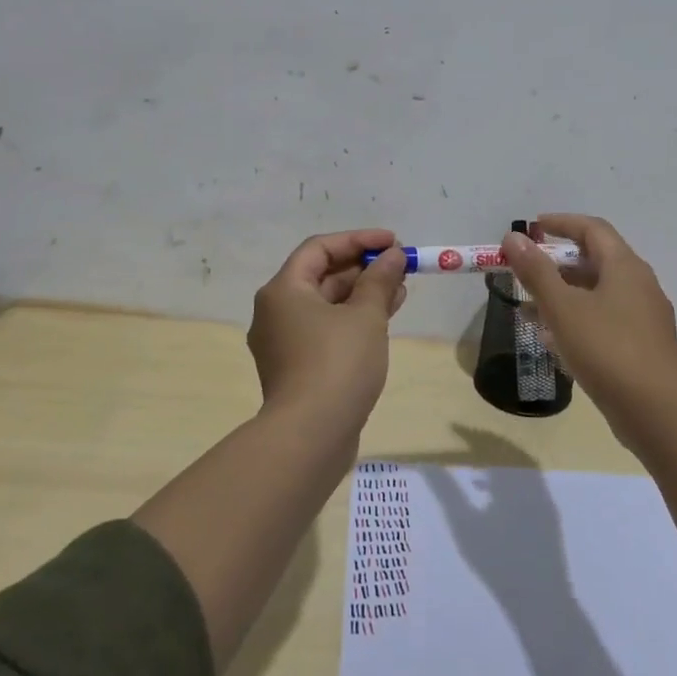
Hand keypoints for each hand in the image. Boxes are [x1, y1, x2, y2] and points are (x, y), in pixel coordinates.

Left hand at [247, 228, 408, 428]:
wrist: (310, 436)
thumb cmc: (337, 364)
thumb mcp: (365, 316)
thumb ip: (380, 280)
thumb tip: (393, 256)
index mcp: (283, 291)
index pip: (320, 248)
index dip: (358, 240)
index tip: (393, 242)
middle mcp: (276, 312)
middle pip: (321, 276)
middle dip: (363, 269)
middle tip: (400, 267)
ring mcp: (284, 342)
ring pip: (326, 305)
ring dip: (363, 294)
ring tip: (400, 291)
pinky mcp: (296, 368)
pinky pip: (326, 330)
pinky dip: (353, 320)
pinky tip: (384, 319)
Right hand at [502, 214, 676, 418]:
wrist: (656, 411)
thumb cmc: (606, 349)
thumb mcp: (563, 308)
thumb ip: (536, 271)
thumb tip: (514, 237)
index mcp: (625, 267)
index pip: (592, 229)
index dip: (561, 223)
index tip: (533, 228)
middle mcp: (639, 285)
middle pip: (595, 260)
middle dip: (557, 263)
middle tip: (525, 270)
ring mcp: (644, 317)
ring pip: (598, 293)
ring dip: (563, 294)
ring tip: (528, 307)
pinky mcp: (642, 346)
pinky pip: (604, 319)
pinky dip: (577, 319)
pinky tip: (552, 340)